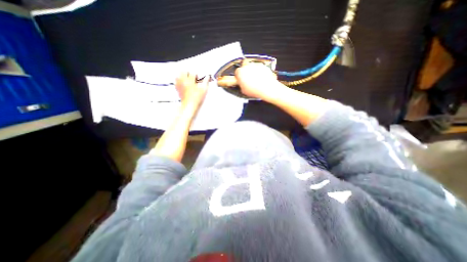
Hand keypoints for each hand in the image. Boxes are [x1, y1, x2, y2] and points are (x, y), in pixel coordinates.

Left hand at [177, 72, 208, 109]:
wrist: (190, 105)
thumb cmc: (196, 99)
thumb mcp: (203, 90)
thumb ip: (205, 82)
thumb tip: (207, 78)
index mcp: (190, 81)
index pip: (193, 73)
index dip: (197, 75)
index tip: (199, 78)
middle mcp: (183, 82)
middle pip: (184, 72)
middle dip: (189, 73)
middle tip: (193, 77)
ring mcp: (180, 85)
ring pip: (179, 76)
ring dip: (183, 76)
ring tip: (187, 79)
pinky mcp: (178, 89)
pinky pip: (176, 82)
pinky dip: (179, 81)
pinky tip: (183, 83)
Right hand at [217, 60, 278, 99]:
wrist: (267, 88)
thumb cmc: (254, 90)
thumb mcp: (243, 91)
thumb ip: (241, 85)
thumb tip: (242, 84)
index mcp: (240, 72)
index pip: (237, 72)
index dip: (239, 77)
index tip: (240, 80)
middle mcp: (247, 66)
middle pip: (244, 68)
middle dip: (246, 73)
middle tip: (248, 80)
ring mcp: (255, 65)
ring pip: (252, 67)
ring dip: (253, 72)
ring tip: (256, 80)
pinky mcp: (263, 66)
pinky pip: (260, 68)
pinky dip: (260, 72)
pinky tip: (261, 79)